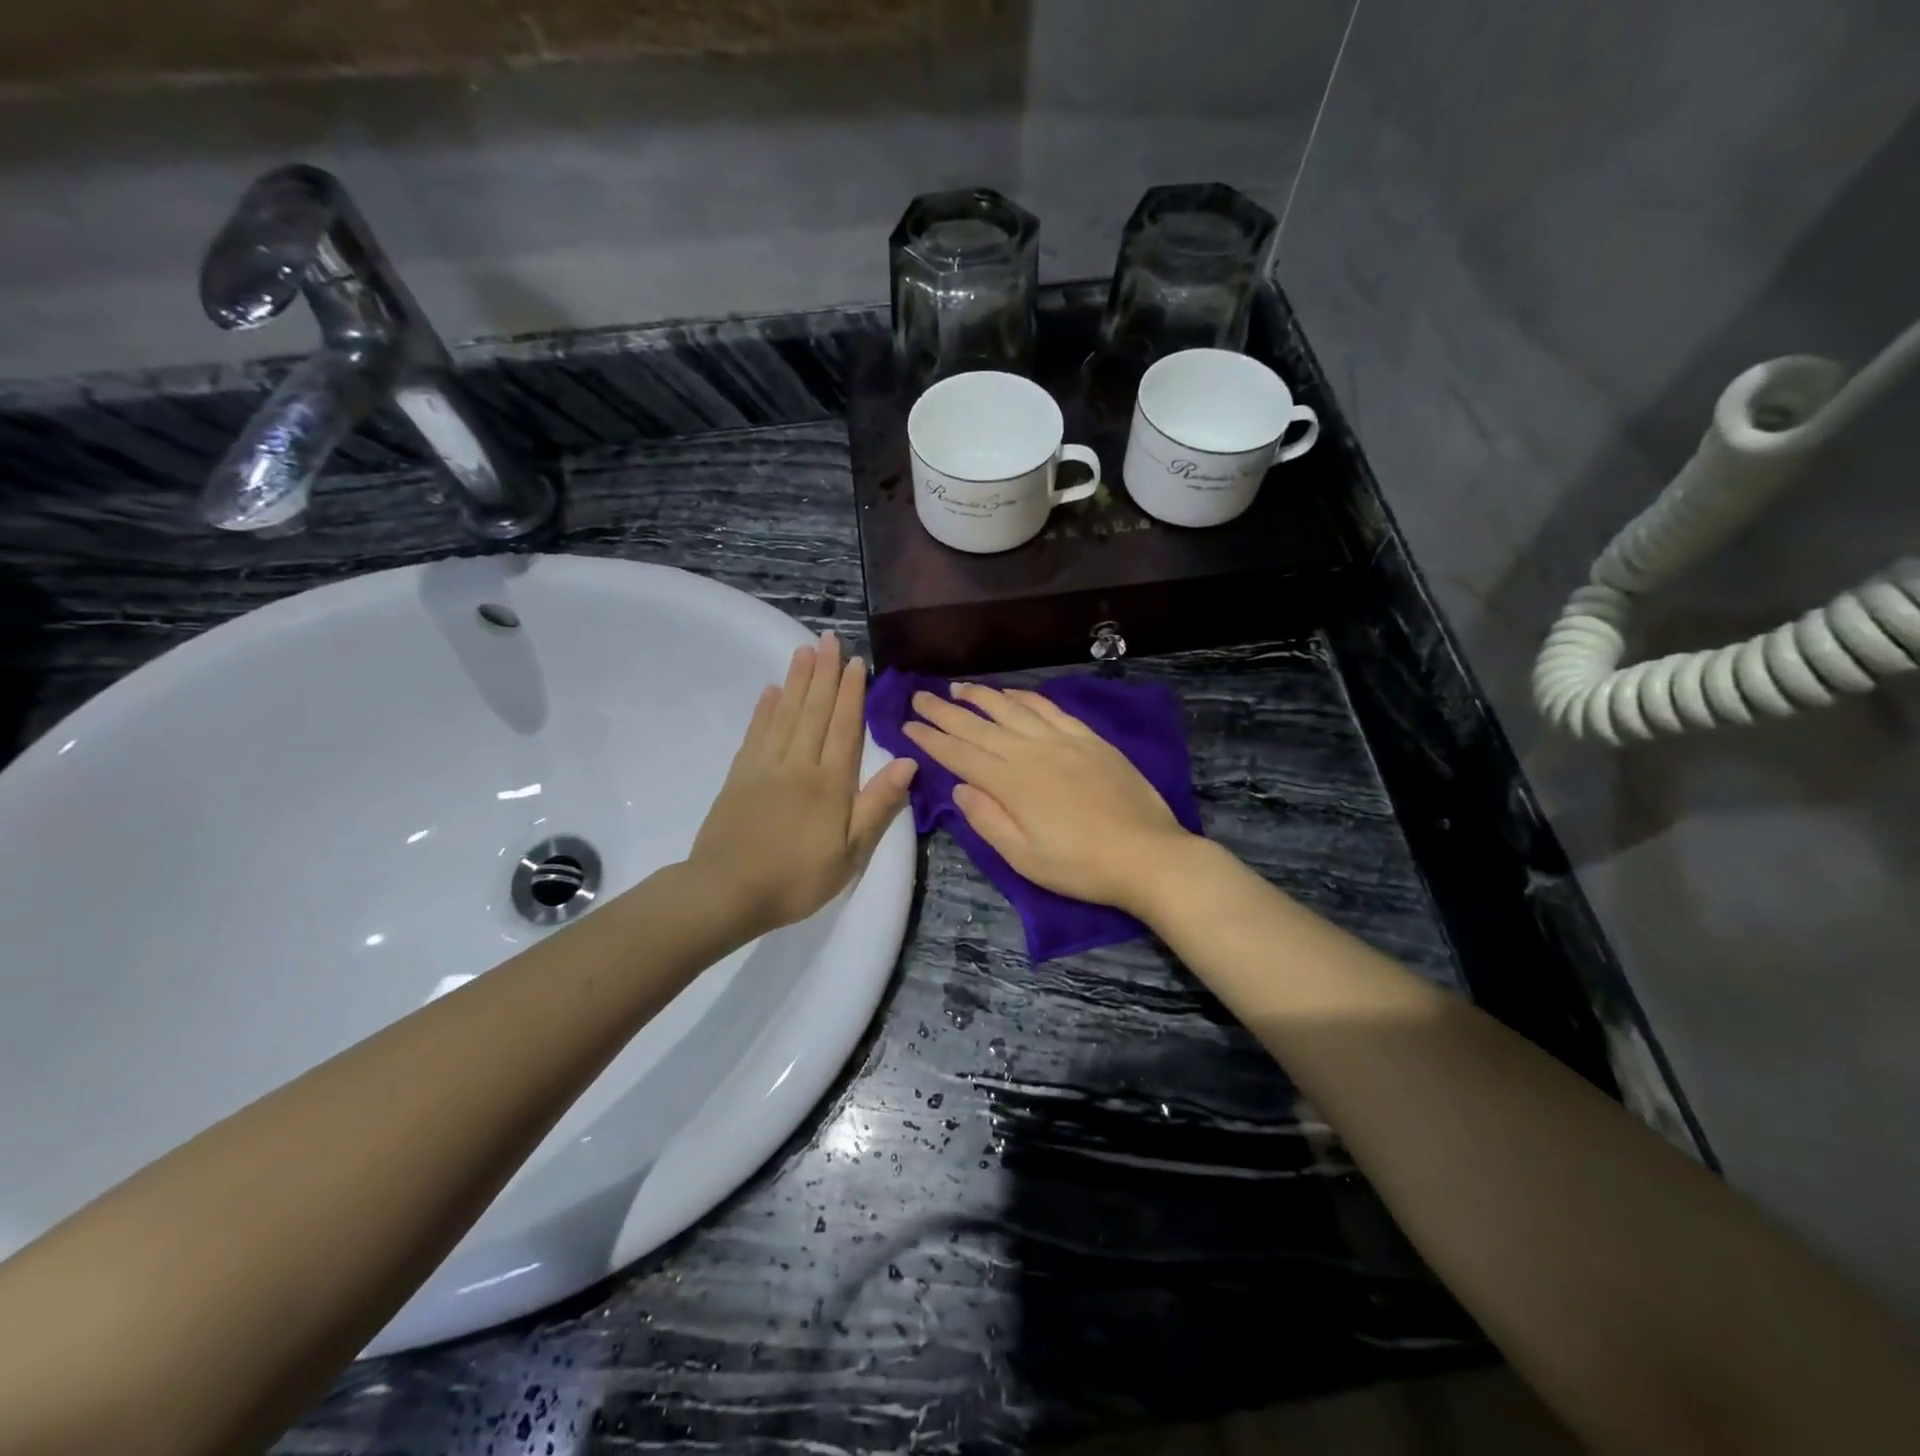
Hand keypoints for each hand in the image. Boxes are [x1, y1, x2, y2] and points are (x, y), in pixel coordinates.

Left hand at [688, 634, 916, 936]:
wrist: (727, 892)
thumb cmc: (797, 878)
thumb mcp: (851, 853)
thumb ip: (877, 805)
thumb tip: (907, 761)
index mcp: (830, 782)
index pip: (845, 727)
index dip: (853, 693)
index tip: (856, 663)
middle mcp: (799, 764)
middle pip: (814, 710)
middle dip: (824, 673)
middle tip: (829, 639)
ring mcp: (765, 767)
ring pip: (785, 713)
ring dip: (797, 680)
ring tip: (804, 651)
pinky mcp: (739, 776)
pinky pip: (756, 733)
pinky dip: (765, 709)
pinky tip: (771, 691)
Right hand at [902, 681, 1194, 915]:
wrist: (1147, 855)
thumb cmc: (1080, 866)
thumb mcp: (1023, 858)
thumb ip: (986, 819)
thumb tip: (959, 787)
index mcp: (1011, 783)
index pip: (960, 755)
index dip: (931, 739)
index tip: (907, 725)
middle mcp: (1031, 752)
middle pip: (979, 726)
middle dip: (945, 711)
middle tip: (919, 696)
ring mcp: (1062, 740)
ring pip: (1012, 709)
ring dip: (981, 696)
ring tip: (957, 687)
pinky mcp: (1089, 739)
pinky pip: (1049, 708)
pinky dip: (1025, 697)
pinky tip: (1011, 693)